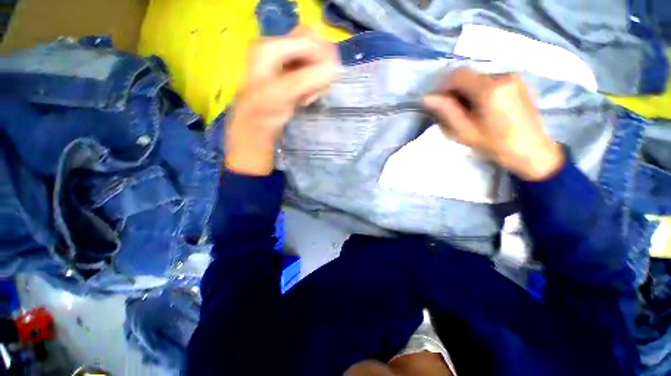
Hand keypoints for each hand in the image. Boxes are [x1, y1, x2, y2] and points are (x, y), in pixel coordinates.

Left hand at [225, 26, 339, 175]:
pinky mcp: (290, 77)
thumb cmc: (263, 112)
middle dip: (319, 69)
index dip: (322, 58)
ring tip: (309, 98)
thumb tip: (335, 68)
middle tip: (317, 89)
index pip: (308, 40)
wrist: (255, 129)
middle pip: (311, 48)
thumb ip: (309, 79)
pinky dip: (313, 87)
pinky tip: (306, 99)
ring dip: (316, 81)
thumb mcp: (284, 93)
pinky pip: (310, 75)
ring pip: (313, 63)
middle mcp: (277, 50)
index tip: (326, 80)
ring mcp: (284, 64)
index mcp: (271, 47)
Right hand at [423, 68, 563, 180]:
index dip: (443, 87)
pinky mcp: (518, 82)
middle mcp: (503, 76)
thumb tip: (428, 98)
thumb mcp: (465, 132)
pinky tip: (481, 108)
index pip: (458, 75)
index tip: (437, 103)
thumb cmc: (496, 145)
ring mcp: (513, 77)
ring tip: (467, 112)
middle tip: (451, 112)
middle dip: (454, 91)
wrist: (532, 151)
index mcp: (490, 89)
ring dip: (466, 92)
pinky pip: (490, 81)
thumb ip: (446, 112)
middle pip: (468, 75)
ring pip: (478, 78)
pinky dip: (479, 91)